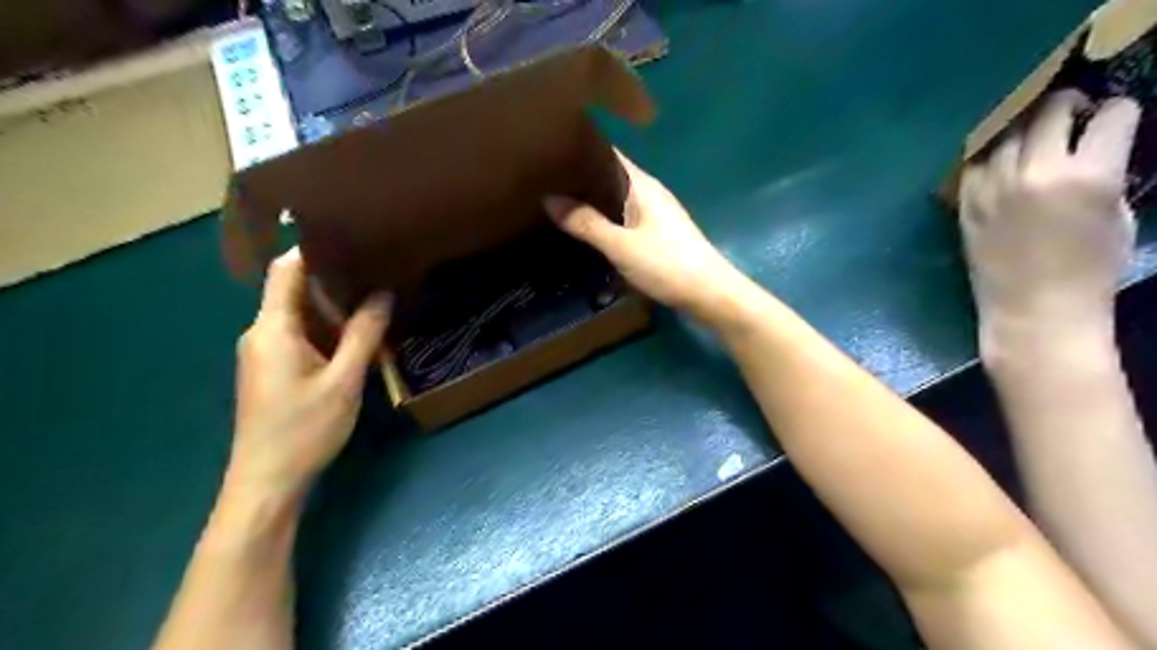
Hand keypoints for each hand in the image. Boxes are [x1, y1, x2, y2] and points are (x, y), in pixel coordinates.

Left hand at [229, 250, 391, 496]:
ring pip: (300, 315)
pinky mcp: (273, 369)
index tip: (351, 236)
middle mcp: (261, 333)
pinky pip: (301, 336)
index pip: (285, 270)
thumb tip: (383, 293)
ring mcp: (265, 352)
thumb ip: (364, 334)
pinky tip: (358, 335)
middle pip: (294, 290)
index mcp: (272, 328)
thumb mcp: (344, 380)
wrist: (267, 482)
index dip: (313, 249)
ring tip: (376, 297)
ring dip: (335, 308)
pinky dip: (328, 330)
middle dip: (335, 280)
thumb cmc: (304, 429)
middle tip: (378, 269)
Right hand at [544, 149, 739, 317]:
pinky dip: (604, 222)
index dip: (580, 149)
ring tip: (556, 204)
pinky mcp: (657, 236)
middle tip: (542, 182)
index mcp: (642, 185)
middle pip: (610, 178)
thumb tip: (549, 198)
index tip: (548, 151)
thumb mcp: (621, 246)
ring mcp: (655, 216)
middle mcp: (649, 194)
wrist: (709, 294)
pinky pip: (623, 221)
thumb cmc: (667, 264)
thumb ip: (586, 223)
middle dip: (581, 180)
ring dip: (592, 203)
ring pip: (616, 202)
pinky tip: (586, 232)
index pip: (608, 154)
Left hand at [960, 91, 1136, 339]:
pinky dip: (989, 158)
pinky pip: (974, 165)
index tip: (1115, 118)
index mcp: (1087, 175)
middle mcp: (1034, 173)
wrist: (1033, 310)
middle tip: (1072, 114)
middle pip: (1049, 112)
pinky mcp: (966, 204)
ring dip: (1024, 130)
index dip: (1120, 112)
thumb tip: (1096, 150)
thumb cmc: (1090, 270)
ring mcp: (992, 188)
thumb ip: (1106, 174)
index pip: (1112, 115)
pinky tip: (1000, 164)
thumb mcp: (1119, 215)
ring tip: (1034, 139)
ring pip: (1006, 135)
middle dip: (1068, 105)